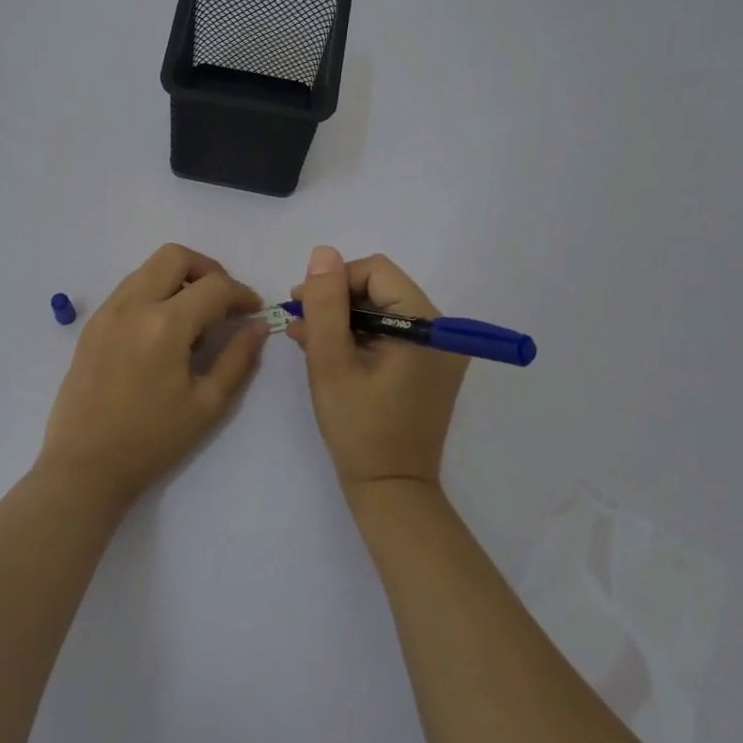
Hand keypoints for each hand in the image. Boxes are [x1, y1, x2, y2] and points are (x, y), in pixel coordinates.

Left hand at [39, 244, 267, 510]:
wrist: (84, 466)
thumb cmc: (152, 441)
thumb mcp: (207, 404)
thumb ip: (238, 358)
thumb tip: (258, 326)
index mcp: (165, 325)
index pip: (214, 286)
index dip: (241, 293)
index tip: (253, 311)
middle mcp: (133, 305)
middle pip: (175, 256)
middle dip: (208, 269)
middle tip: (223, 300)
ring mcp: (107, 312)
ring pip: (148, 268)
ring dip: (178, 278)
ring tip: (194, 316)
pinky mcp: (92, 324)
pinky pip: (128, 289)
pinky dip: (153, 292)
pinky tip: (163, 329)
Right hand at [287, 246, 468, 495]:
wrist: (391, 489)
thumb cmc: (358, 427)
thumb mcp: (331, 361)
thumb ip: (326, 304)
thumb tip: (323, 253)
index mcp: (425, 324)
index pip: (376, 272)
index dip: (335, 281)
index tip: (302, 305)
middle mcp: (442, 331)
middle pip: (381, 289)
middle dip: (337, 301)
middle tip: (300, 322)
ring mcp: (439, 351)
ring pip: (383, 311)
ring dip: (344, 320)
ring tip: (306, 338)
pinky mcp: (430, 368)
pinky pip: (392, 335)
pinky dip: (361, 337)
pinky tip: (329, 351)